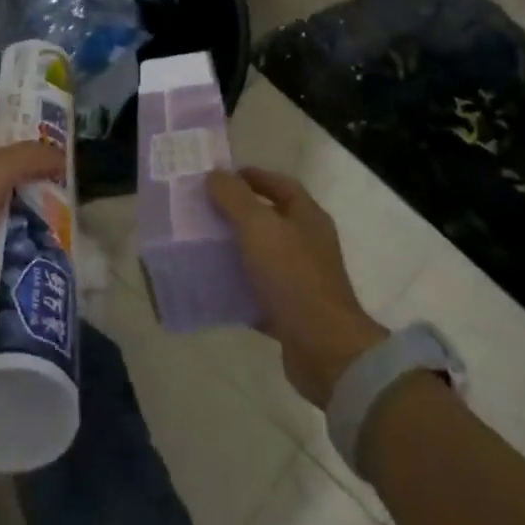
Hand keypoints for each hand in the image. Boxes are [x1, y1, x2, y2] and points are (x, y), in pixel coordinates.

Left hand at [0, 96, 62, 336]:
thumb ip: (29, 157)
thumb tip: (61, 156)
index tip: (24, 94)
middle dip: (26, 152)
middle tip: (65, 150)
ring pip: (6, 197)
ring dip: (31, 196)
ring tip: (71, 194)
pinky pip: (7, 233)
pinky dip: (27, 233)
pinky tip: (55, 234)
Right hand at [208, 167, 387, 407]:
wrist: (324, 350)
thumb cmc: (292, 276)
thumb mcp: (258, 227)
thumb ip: (235, 197)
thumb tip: (215, 174)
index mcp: (307, 217)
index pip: (279, 184)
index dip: (251, 176)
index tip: (218, 177)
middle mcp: (307, 244)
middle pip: (269, 219)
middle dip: (236, 213)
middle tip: (202, 210)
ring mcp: (300, 279)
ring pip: (261, 256)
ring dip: (234, 250)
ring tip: (200, 246)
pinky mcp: (291, 312)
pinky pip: (258, 292)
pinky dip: (237, 287)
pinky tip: (212, 286)